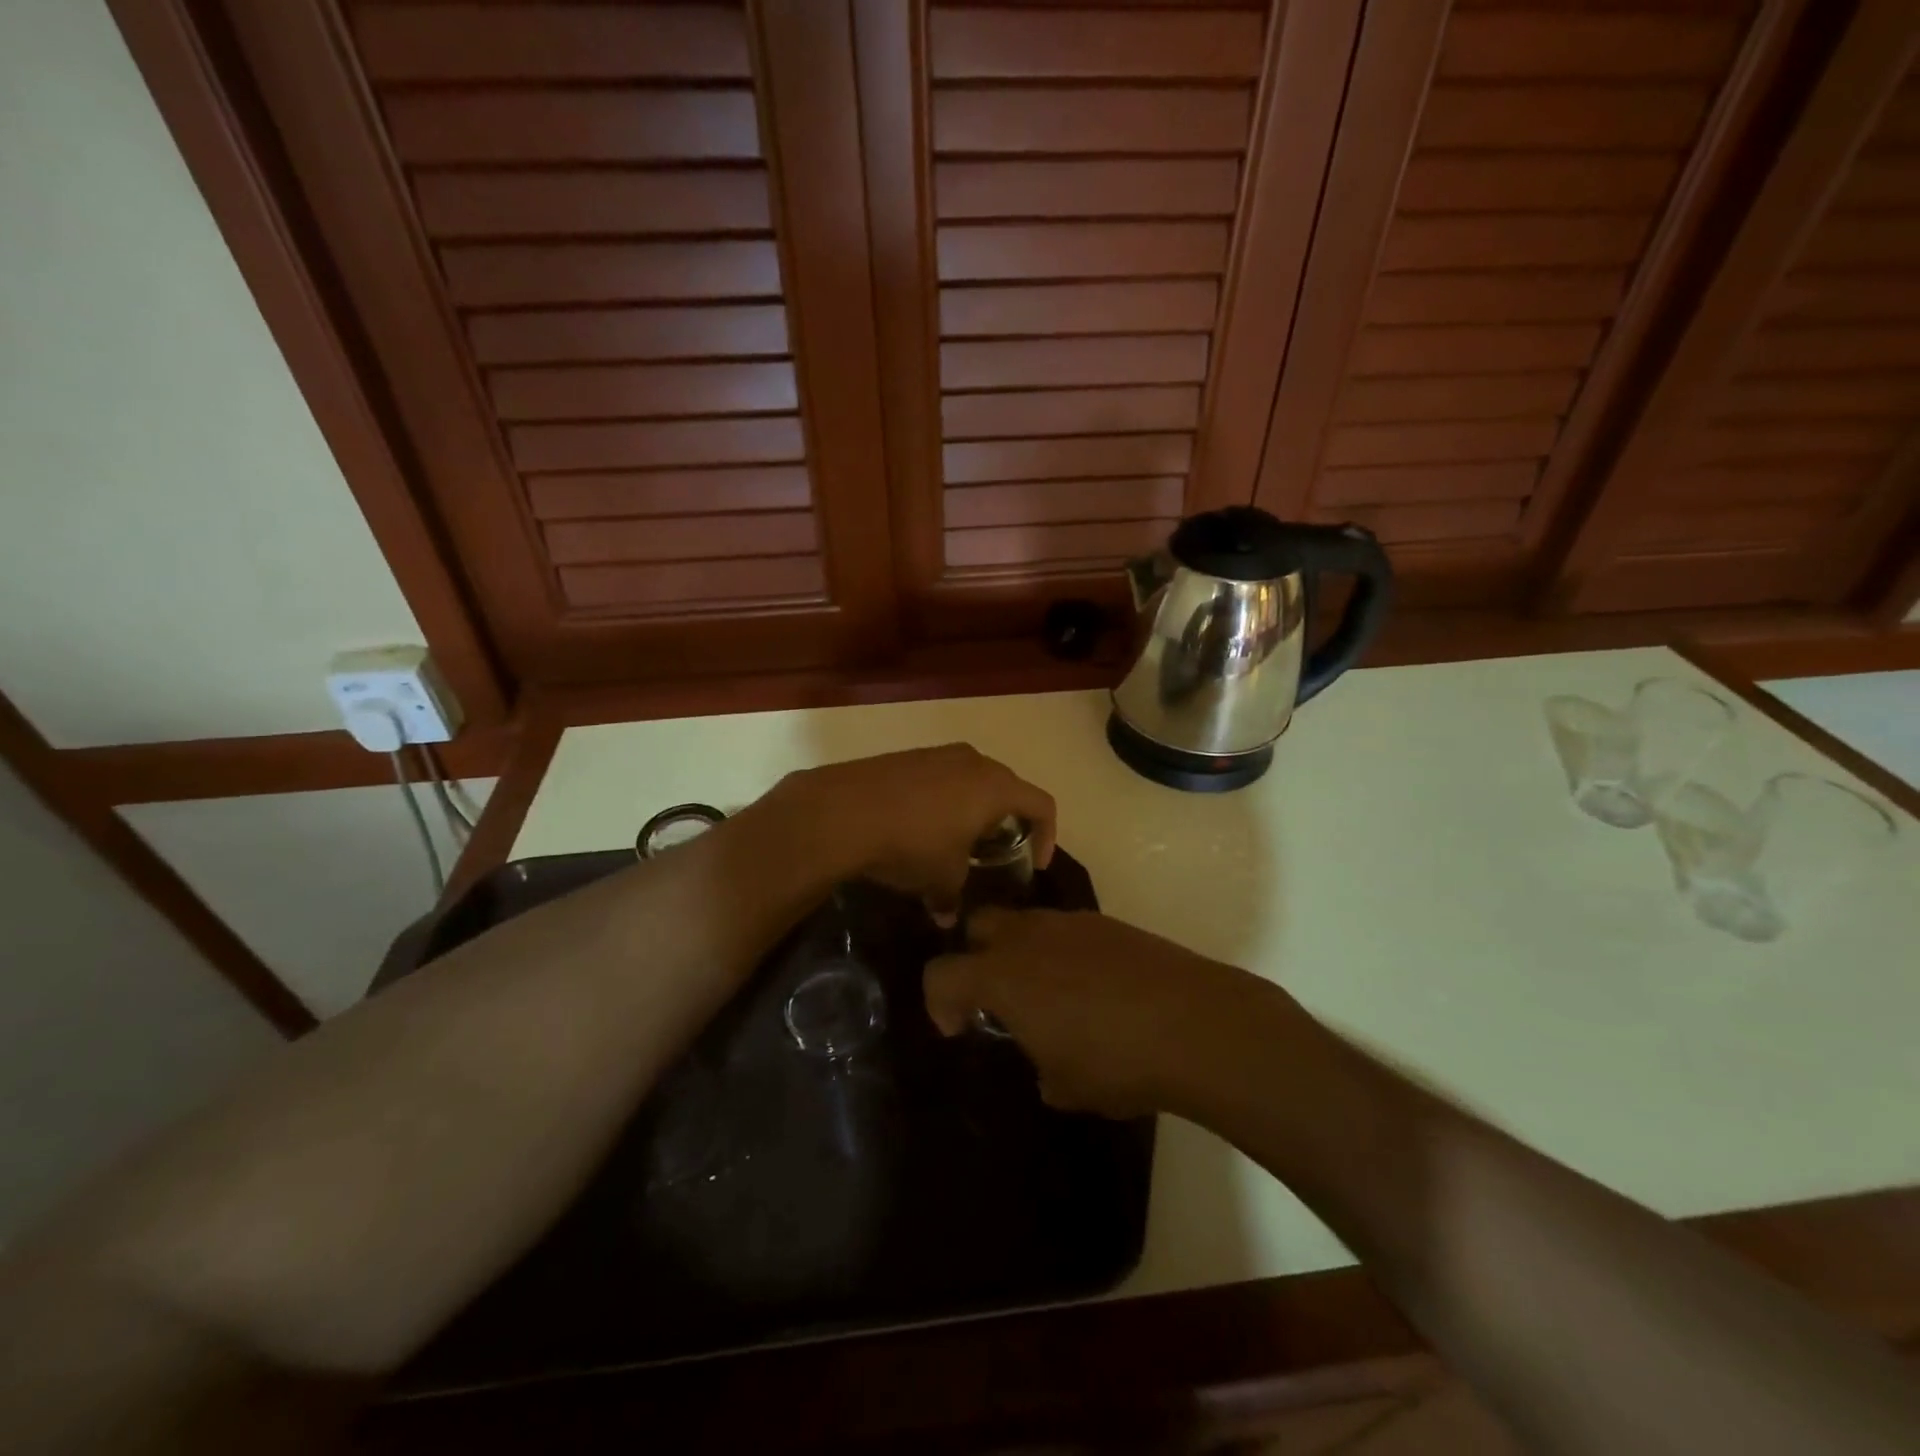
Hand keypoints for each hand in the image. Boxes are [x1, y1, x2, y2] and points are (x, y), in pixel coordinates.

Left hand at [772, 745, 1055, 920]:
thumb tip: (948, 918)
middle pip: (1007, 787)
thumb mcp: (940, 879)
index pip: (1042, 804)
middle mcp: (973, 761)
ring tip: (955, 840)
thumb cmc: (912, 844)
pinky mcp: (906, 756)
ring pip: (970, 779)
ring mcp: (937, 754)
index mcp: (995, 787)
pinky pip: (938, 777)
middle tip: (994, 851)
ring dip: (971, 808)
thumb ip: (953, 898)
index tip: (1036, 862)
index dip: (1048, 835)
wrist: (843, 810)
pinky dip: (941, 800)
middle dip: (1006, 820)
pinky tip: (919, 826)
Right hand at [924, 907, 1283, 1117]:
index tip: (960, 1029)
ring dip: (1022, 953)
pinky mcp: (1108, 923)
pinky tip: (1094, 989)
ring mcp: (1071, 923)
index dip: (939, 1003)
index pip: (942, 974)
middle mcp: (1029, 937)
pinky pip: (1066, 930)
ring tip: (1051, 996)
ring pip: (1025, 923)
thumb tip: (1046, 1059)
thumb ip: (1039, 1064)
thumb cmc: (1117, 1061)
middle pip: (979, 926)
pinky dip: (1063, 953)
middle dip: (975, 957)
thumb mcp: (1065, 1085)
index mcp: (1002, 976)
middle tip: (997, 999)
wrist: (1197, 1024)